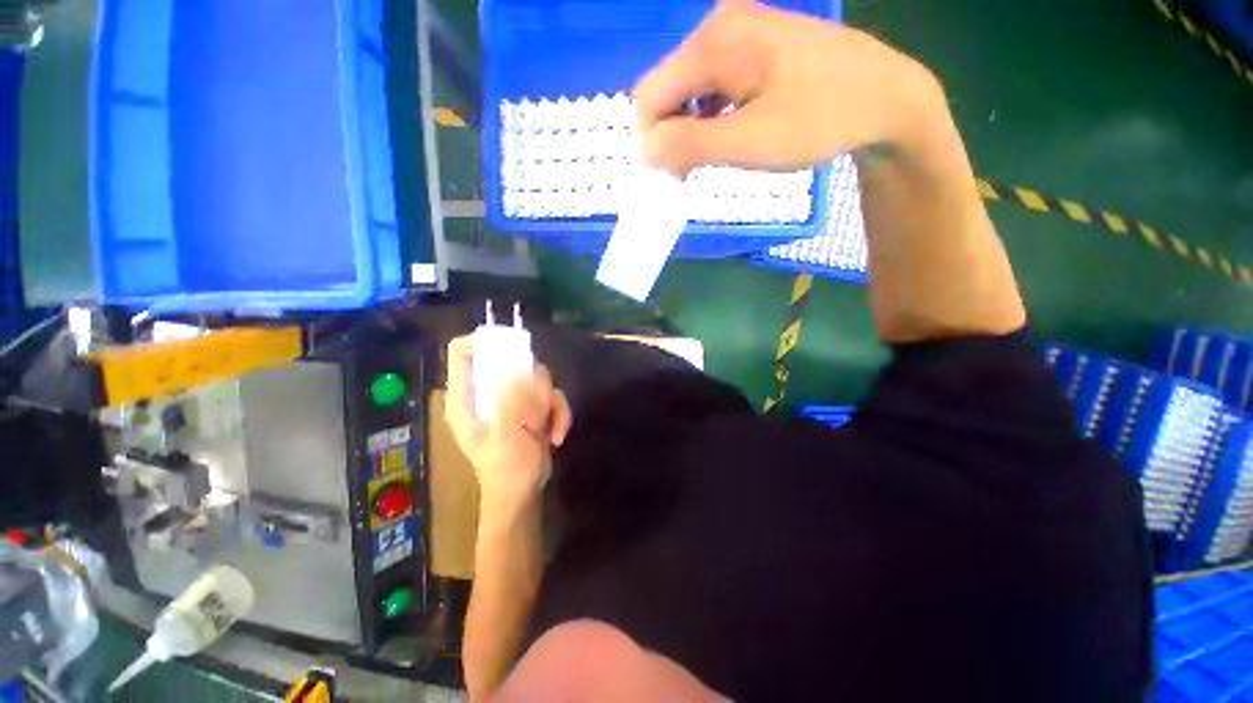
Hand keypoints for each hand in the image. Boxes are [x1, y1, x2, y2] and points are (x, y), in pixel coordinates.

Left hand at [445, 336, 572, 509]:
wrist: (523, 494)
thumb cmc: (506, 471)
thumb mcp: (508, 437)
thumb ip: (513, 403)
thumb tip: (524, 370)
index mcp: (466, 398)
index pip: (462, 353)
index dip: (482, 341)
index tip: (511, 348)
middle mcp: (487, 393)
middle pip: (509, 362)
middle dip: (532, 381)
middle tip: (540, 403)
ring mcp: (511, 399)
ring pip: (536, 378)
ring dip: (549, 401)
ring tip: (548, 428)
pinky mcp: (530, 407)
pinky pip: (550, 395)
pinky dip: (558, 412)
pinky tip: (558, 435)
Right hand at [633, 0, 938, 174]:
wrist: (885, 95)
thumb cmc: (819, 120)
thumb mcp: (749, 142)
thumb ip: (689, 146)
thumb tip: (645, 153)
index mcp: (713, 43)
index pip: (649, 96)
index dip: (649, 142)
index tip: (668, 177)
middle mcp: (718, 26)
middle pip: (667, 89)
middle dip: (669, 136)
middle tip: (690, 173)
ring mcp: (738, 30)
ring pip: (688, 89)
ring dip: (689, 128)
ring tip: (711, 157)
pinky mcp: (753, 44)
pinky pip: (712, 83)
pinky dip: (709, 115)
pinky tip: (728, 132)